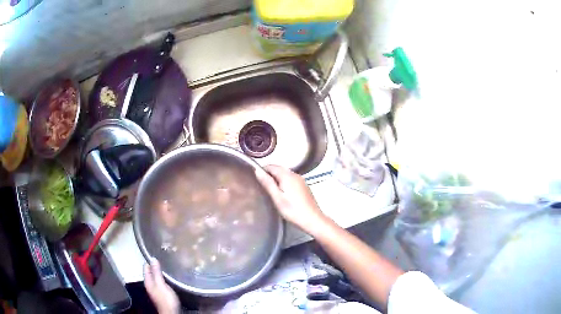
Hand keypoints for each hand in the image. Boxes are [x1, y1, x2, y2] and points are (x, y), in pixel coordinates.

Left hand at [144, 259, 179, 313]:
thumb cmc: (165, 298)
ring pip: (156, 277)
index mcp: (148, 282)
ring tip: (166, 265)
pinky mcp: (162, 293)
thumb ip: (156, 272)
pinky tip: (169, 277)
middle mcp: (150, 285)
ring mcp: (156, 289)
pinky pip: (161, 282)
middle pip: (150, 273)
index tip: (154, 253)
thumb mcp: (161, 284)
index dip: (149, 261)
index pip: (146, 268)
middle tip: (161, 257)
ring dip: (159, 272)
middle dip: (154, 266)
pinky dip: (163, 278)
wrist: (171, 312)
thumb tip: (153, 259)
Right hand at [256, 165, 326, 232]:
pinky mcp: (304, 187)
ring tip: (270, 190)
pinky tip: (282, 193)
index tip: (257, 180)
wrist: (312, 219)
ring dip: (277, 178)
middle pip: (279, 169)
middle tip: (262, 186)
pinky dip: (284, 182)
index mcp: (288, 176)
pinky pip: (291, 179)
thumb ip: (268, 183)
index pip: (272, 166)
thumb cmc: (292, 210)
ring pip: (286, 174)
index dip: (263, 170)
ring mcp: (301, 180)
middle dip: (270, 174)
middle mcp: (295, 175)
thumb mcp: (277, 198)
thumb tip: (257, 170)